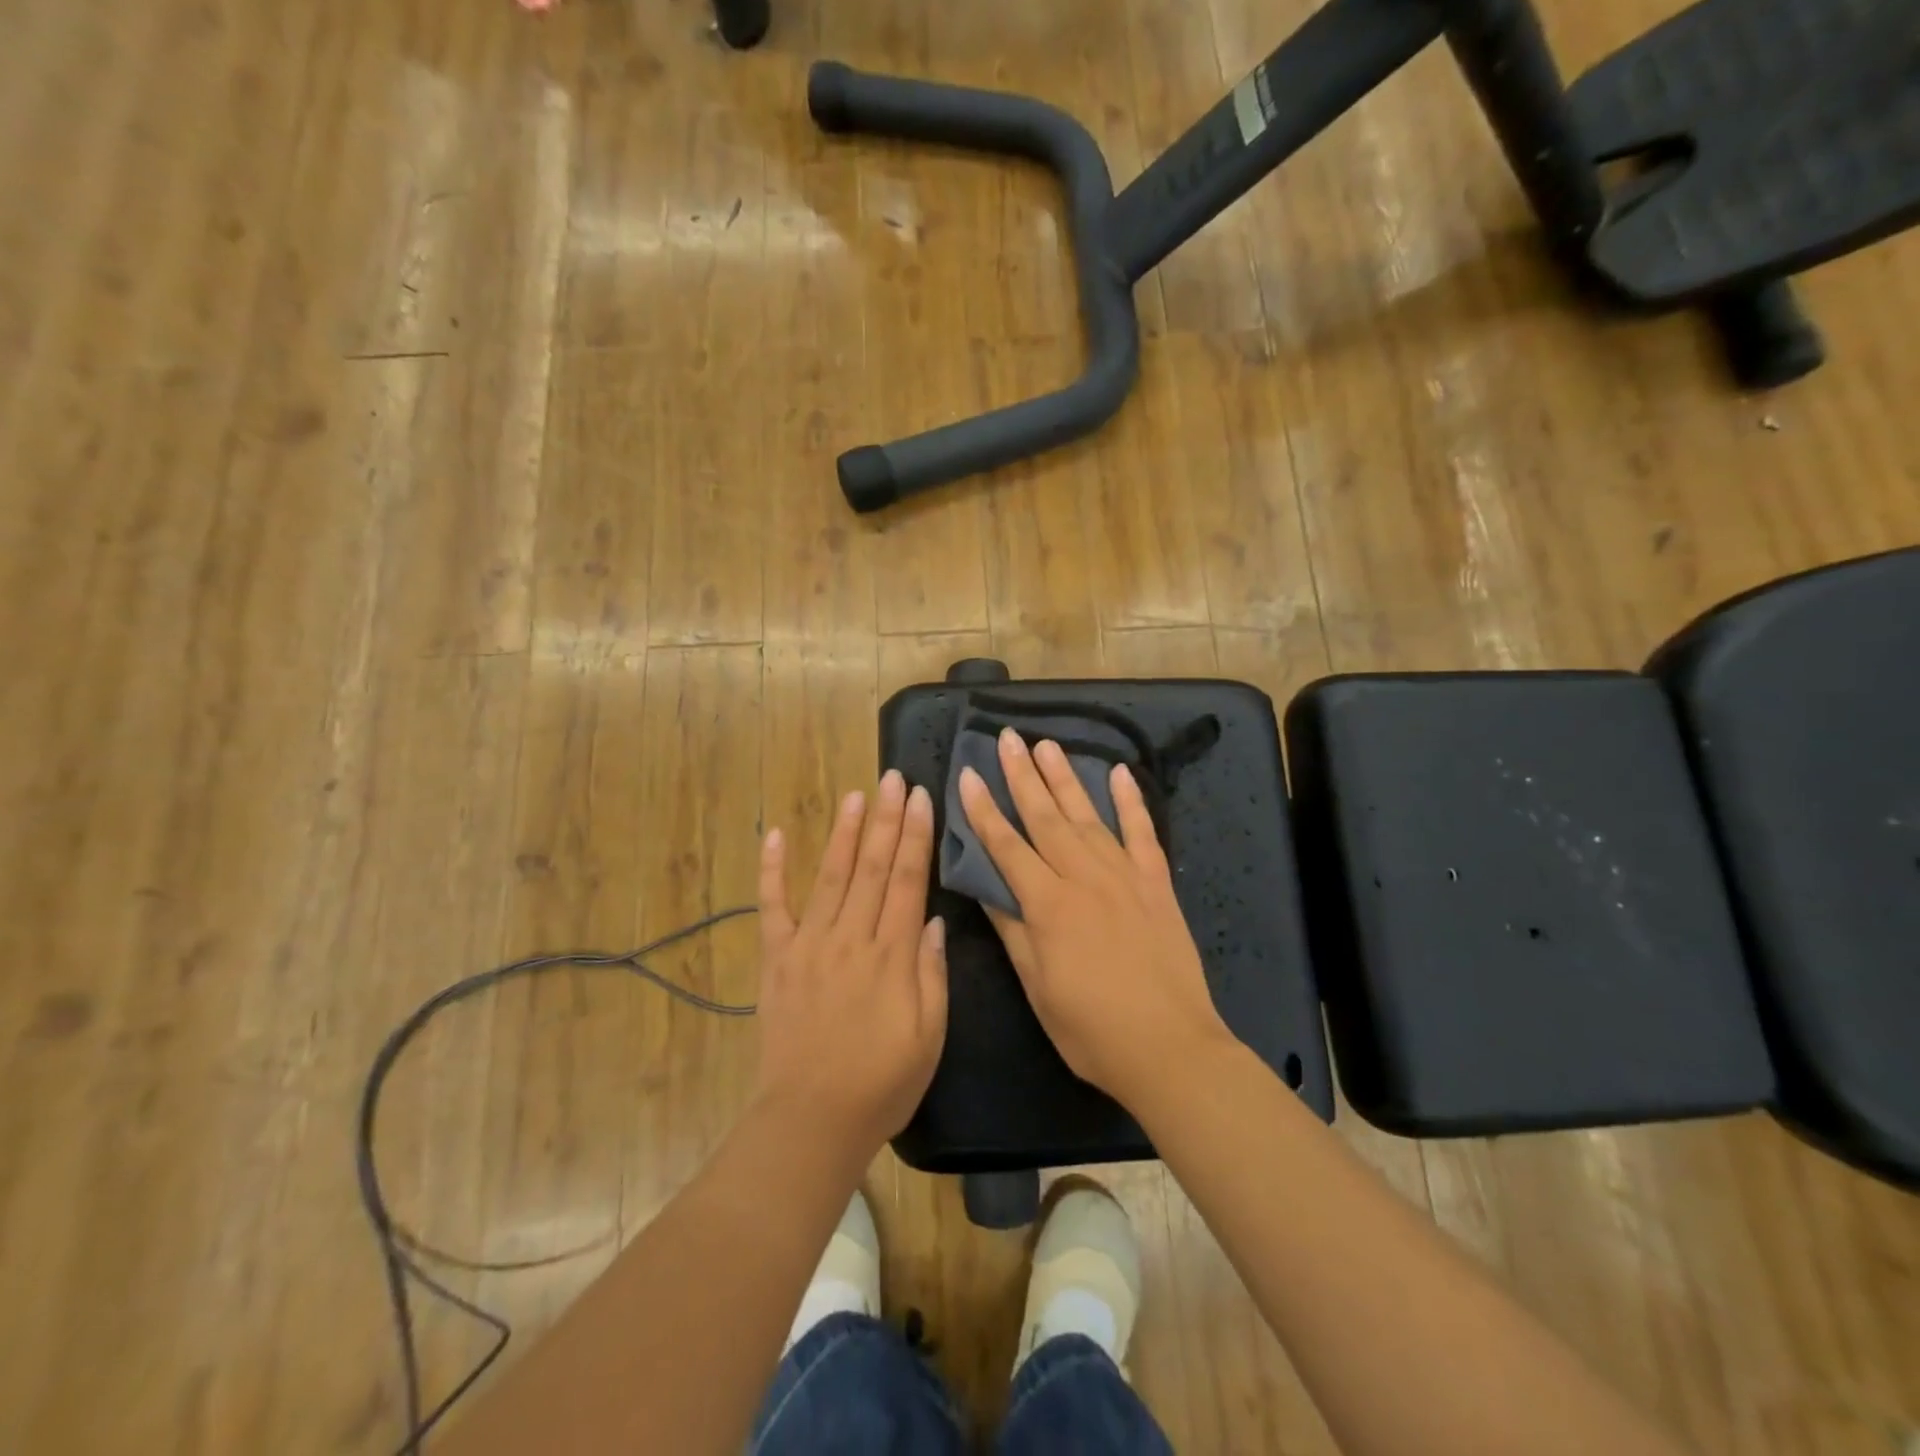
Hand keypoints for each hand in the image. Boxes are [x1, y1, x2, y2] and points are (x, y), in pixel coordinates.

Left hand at [755, 770, 947, 1160]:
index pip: (906, 880)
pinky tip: (775, 835)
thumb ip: (931, 972)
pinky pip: (772, 907)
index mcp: (890, 955)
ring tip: (856, 794)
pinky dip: (772, 870)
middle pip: (870, 867)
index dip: (915, 836)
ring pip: (829, 875)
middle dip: (885, 819)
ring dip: (843, 832)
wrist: (812, 1120)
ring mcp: (808, 945)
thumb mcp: (930, 1035)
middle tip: (893, 777)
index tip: (921, 798)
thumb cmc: (882, 1082)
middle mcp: (849, 938)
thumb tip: (930, 918)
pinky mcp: (778, 960)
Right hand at [959, 729, 1234, 1110]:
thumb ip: (1013, 931)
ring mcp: (1125, 876)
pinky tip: (1120, 773)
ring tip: (1047, 745)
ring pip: (1089, 816)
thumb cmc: (1092, 1029)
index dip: (984, 810)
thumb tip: (987, 886)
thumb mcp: (1037, 987)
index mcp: (1049, 905)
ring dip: (1066, 778)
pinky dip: (1131, 802)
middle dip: (1022, 775)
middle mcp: (1084, 878)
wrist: (1171, 1048)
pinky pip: (1143, 833)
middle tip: (1007, 737)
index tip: (968, 774)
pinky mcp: (1156, 884)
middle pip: (1046, 818)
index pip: (1006, 846)